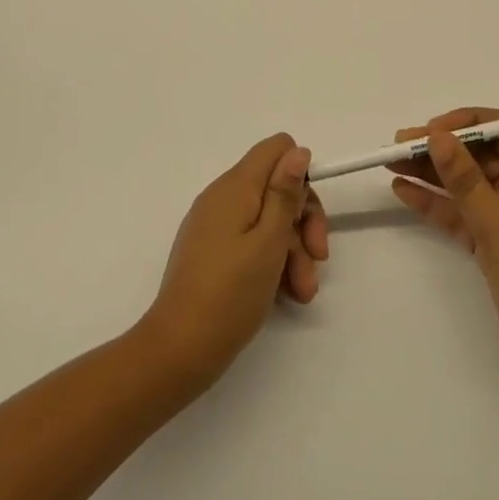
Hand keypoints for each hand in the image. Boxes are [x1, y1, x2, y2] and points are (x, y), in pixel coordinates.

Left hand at [139, 134, 329, 391]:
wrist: (179, 350)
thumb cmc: (231, 293)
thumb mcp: (269, 241)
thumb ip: (285, 192)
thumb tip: (297, 150)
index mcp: (235, 187)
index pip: (276, 149)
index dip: (300, 175)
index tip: (307, 214)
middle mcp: (222, 197)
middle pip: (276, 187)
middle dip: (303, 221)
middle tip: (319, 258)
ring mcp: (215, 225)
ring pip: (268, 219)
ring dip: (293, 250)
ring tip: (303, 292)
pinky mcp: (212, 251)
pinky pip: (251, 241)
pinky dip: (272, 261)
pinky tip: (286, 293)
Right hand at [389, 107, 498, 393]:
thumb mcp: (498, 221)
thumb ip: (464, 177)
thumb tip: (437, 136)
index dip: (465, 126)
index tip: (430, 129)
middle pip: (479, 157)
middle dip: (440, 149)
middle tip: (398, 145)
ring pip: (466, 186)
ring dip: (432, 175)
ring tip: (391, 164)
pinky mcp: (495, 244)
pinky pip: (462, 215)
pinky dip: (436, 205)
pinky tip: (404, 192)